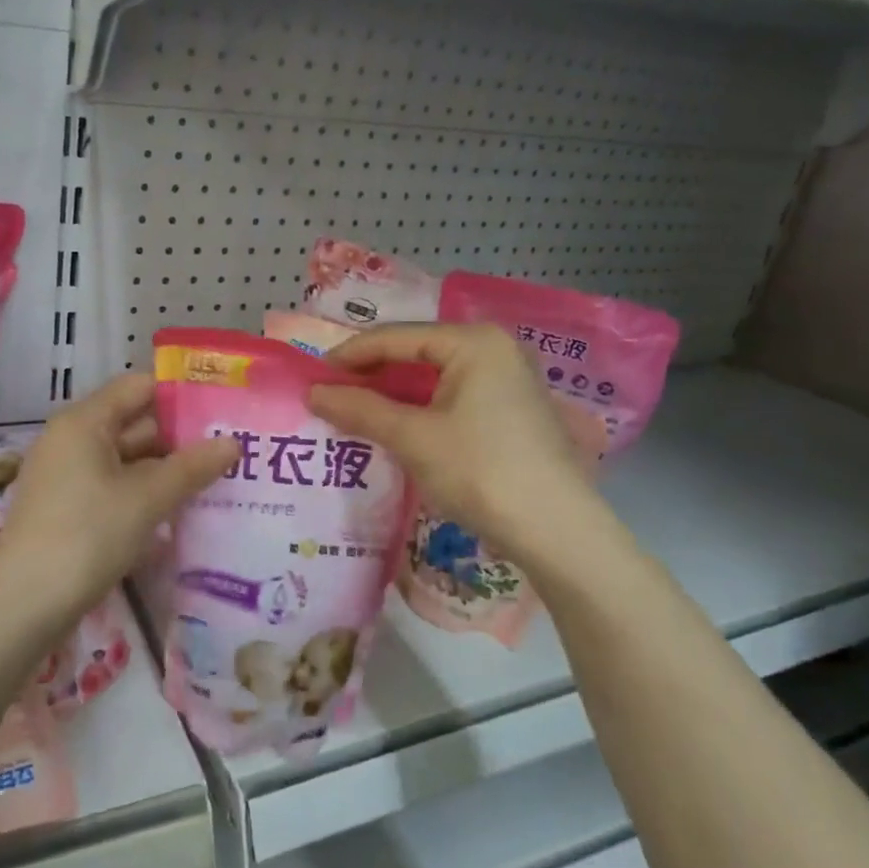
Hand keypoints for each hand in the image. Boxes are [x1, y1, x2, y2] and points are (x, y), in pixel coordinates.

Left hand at [0, 374, 237, 625]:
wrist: (24, 605)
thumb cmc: (87, 536)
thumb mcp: (147, 499)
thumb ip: (191, 467)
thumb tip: (233, 442)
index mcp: (84, 422)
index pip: (138, 387)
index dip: (180, 395)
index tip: (222, 411)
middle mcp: (71, 440)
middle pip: (133, 423)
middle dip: (179, 439)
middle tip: (230, 450)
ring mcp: (66, 476)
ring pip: (125, 461)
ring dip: (164, 471)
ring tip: (214, 482)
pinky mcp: (66, 509)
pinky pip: (113, 488)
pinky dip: (142, 495)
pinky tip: (177, 514)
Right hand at [307, 324, 591, 558]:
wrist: (556, 531)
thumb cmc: (480, 471)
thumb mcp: (412, 438)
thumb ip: (360, 409)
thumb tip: (312, 393)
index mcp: (473, 342)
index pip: (395, 337)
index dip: (350, 356)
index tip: (312, 377)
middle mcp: (494, 349)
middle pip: (416, 352)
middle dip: (371, 375)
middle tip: (331, 396)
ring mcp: (508, 379)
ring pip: (434, 377)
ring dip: (393, 394)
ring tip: (355, 413)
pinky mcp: (512, 410)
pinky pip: (452, 397)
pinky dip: (419, 409)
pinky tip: (396, 428)